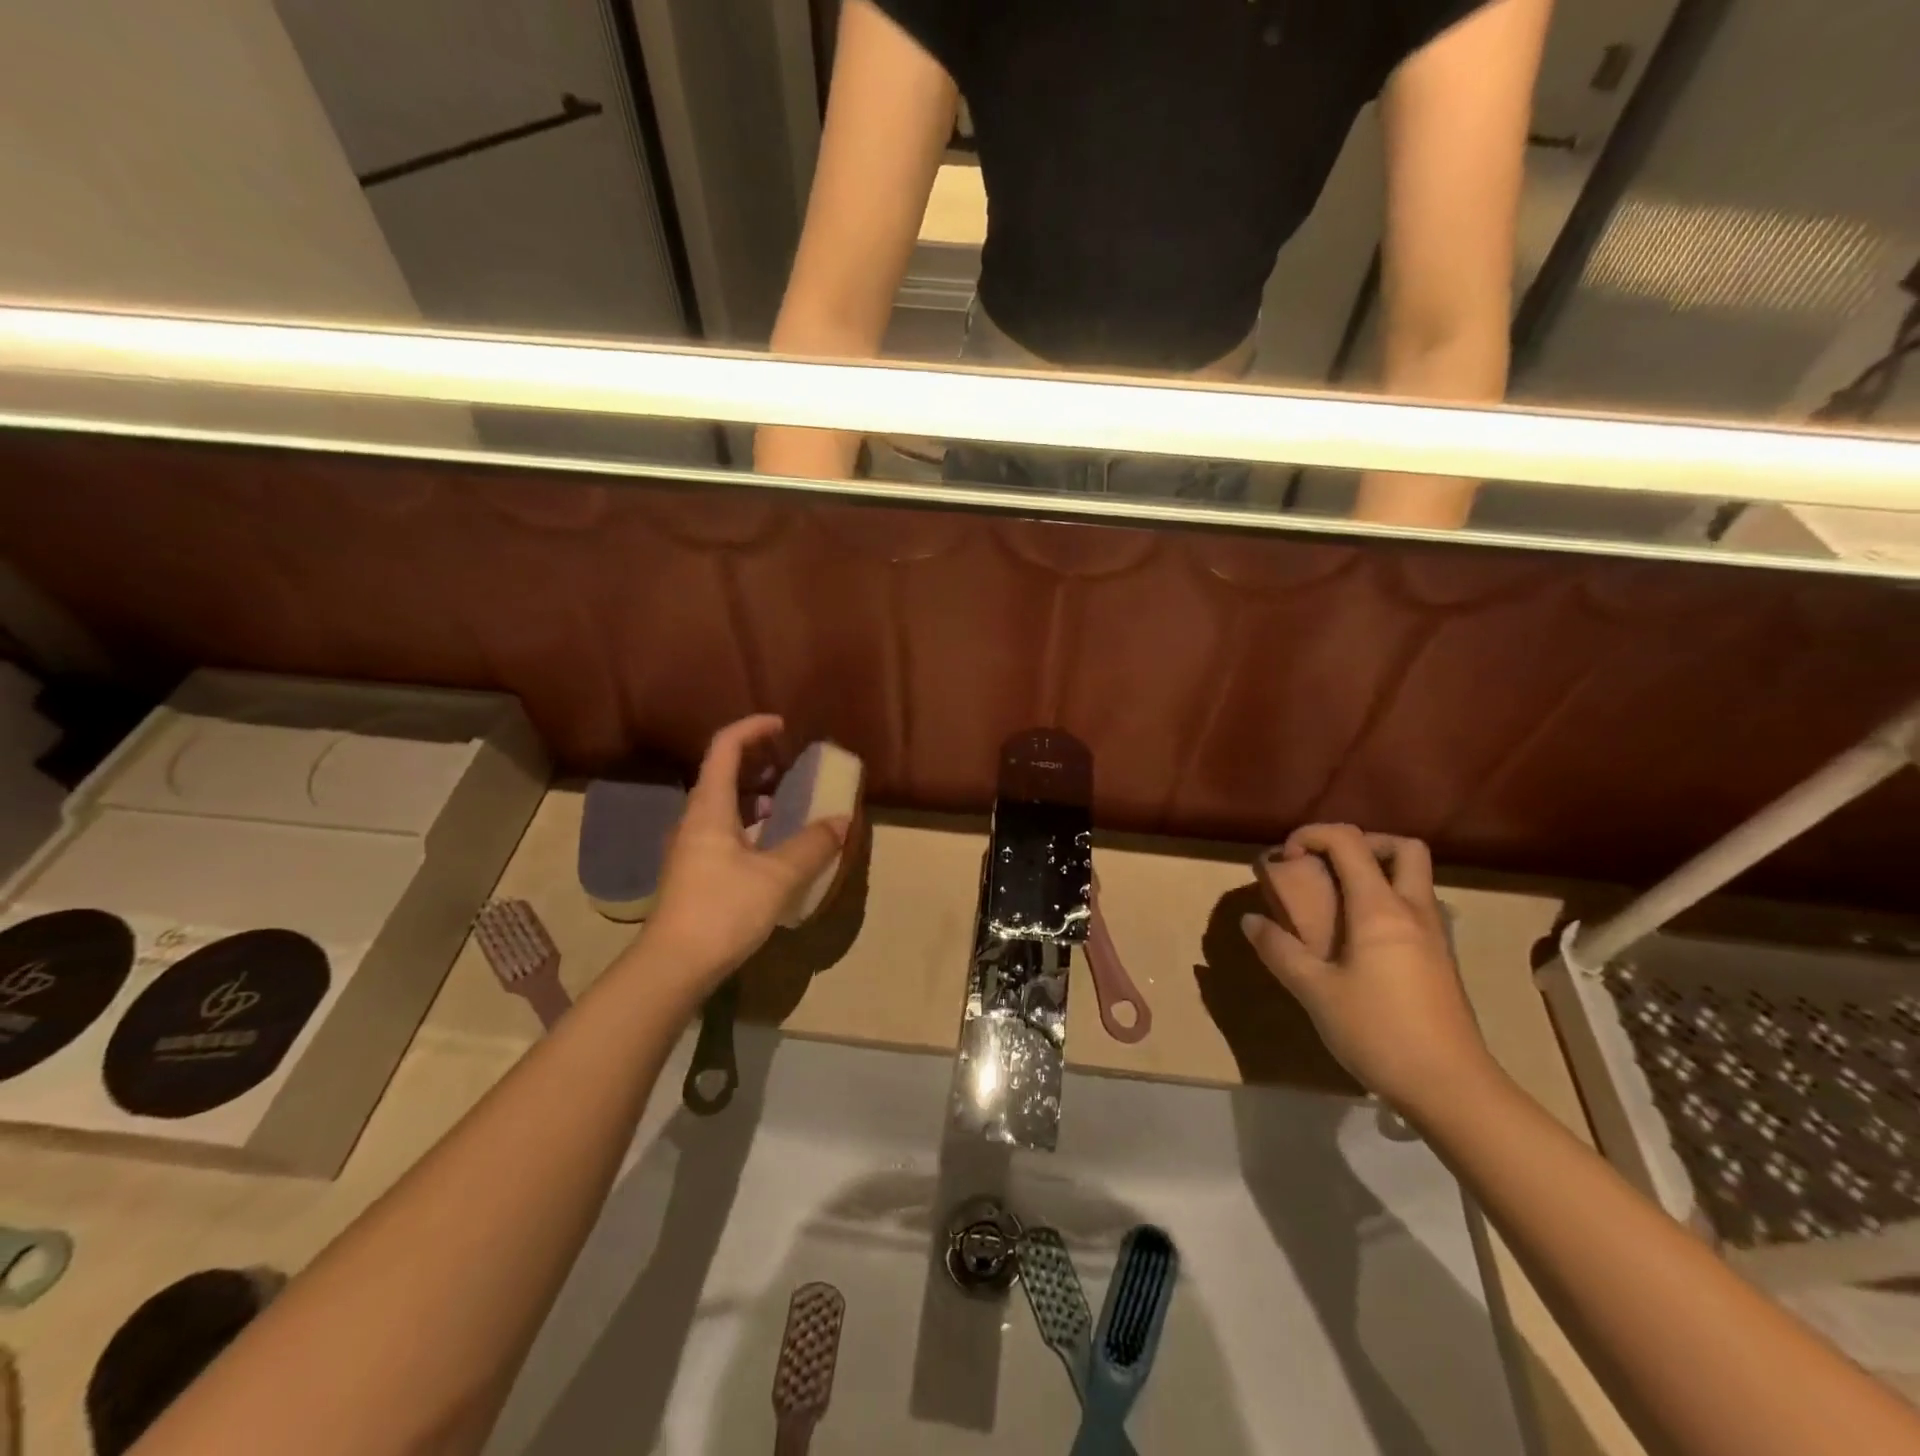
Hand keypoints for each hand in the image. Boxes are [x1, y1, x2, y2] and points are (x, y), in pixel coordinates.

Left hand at [636, 716, 849, 993]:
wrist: (673, 966)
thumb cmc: (723, 909)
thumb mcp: (778, 876)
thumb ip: (812, 845)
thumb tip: (841, 821)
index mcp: (709, 808)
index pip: (725, 747)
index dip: (753, 728)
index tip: (783, 726)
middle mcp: (695, 820)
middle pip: (723, 773)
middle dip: (758, 761)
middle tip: (791, 764)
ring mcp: (692, 847)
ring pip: (724, 805)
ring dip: (755, 795)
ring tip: (788, 803)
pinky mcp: (695, 872)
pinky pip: (725, 831)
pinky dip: (751, 824)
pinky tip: (773, 846)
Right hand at [1242, 824, 1499, 1118]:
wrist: (1452, 1089)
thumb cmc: (1379, 1032)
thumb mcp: (1315, 992)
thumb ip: (1280, 951)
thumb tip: (1251, 921)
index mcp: (1380, 909)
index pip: (1349, 842)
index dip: (1313, 835)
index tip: (1286, 858)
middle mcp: (1414, 911)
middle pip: (1402, 849)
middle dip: (1362, 844)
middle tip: (1327, 867)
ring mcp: (1434, 936)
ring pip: (1414, 879)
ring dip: (1376, 873)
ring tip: (1336, 902)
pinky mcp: (1440, 961)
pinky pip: (1415, 909)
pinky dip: (1386, 903)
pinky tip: (1358, 940)